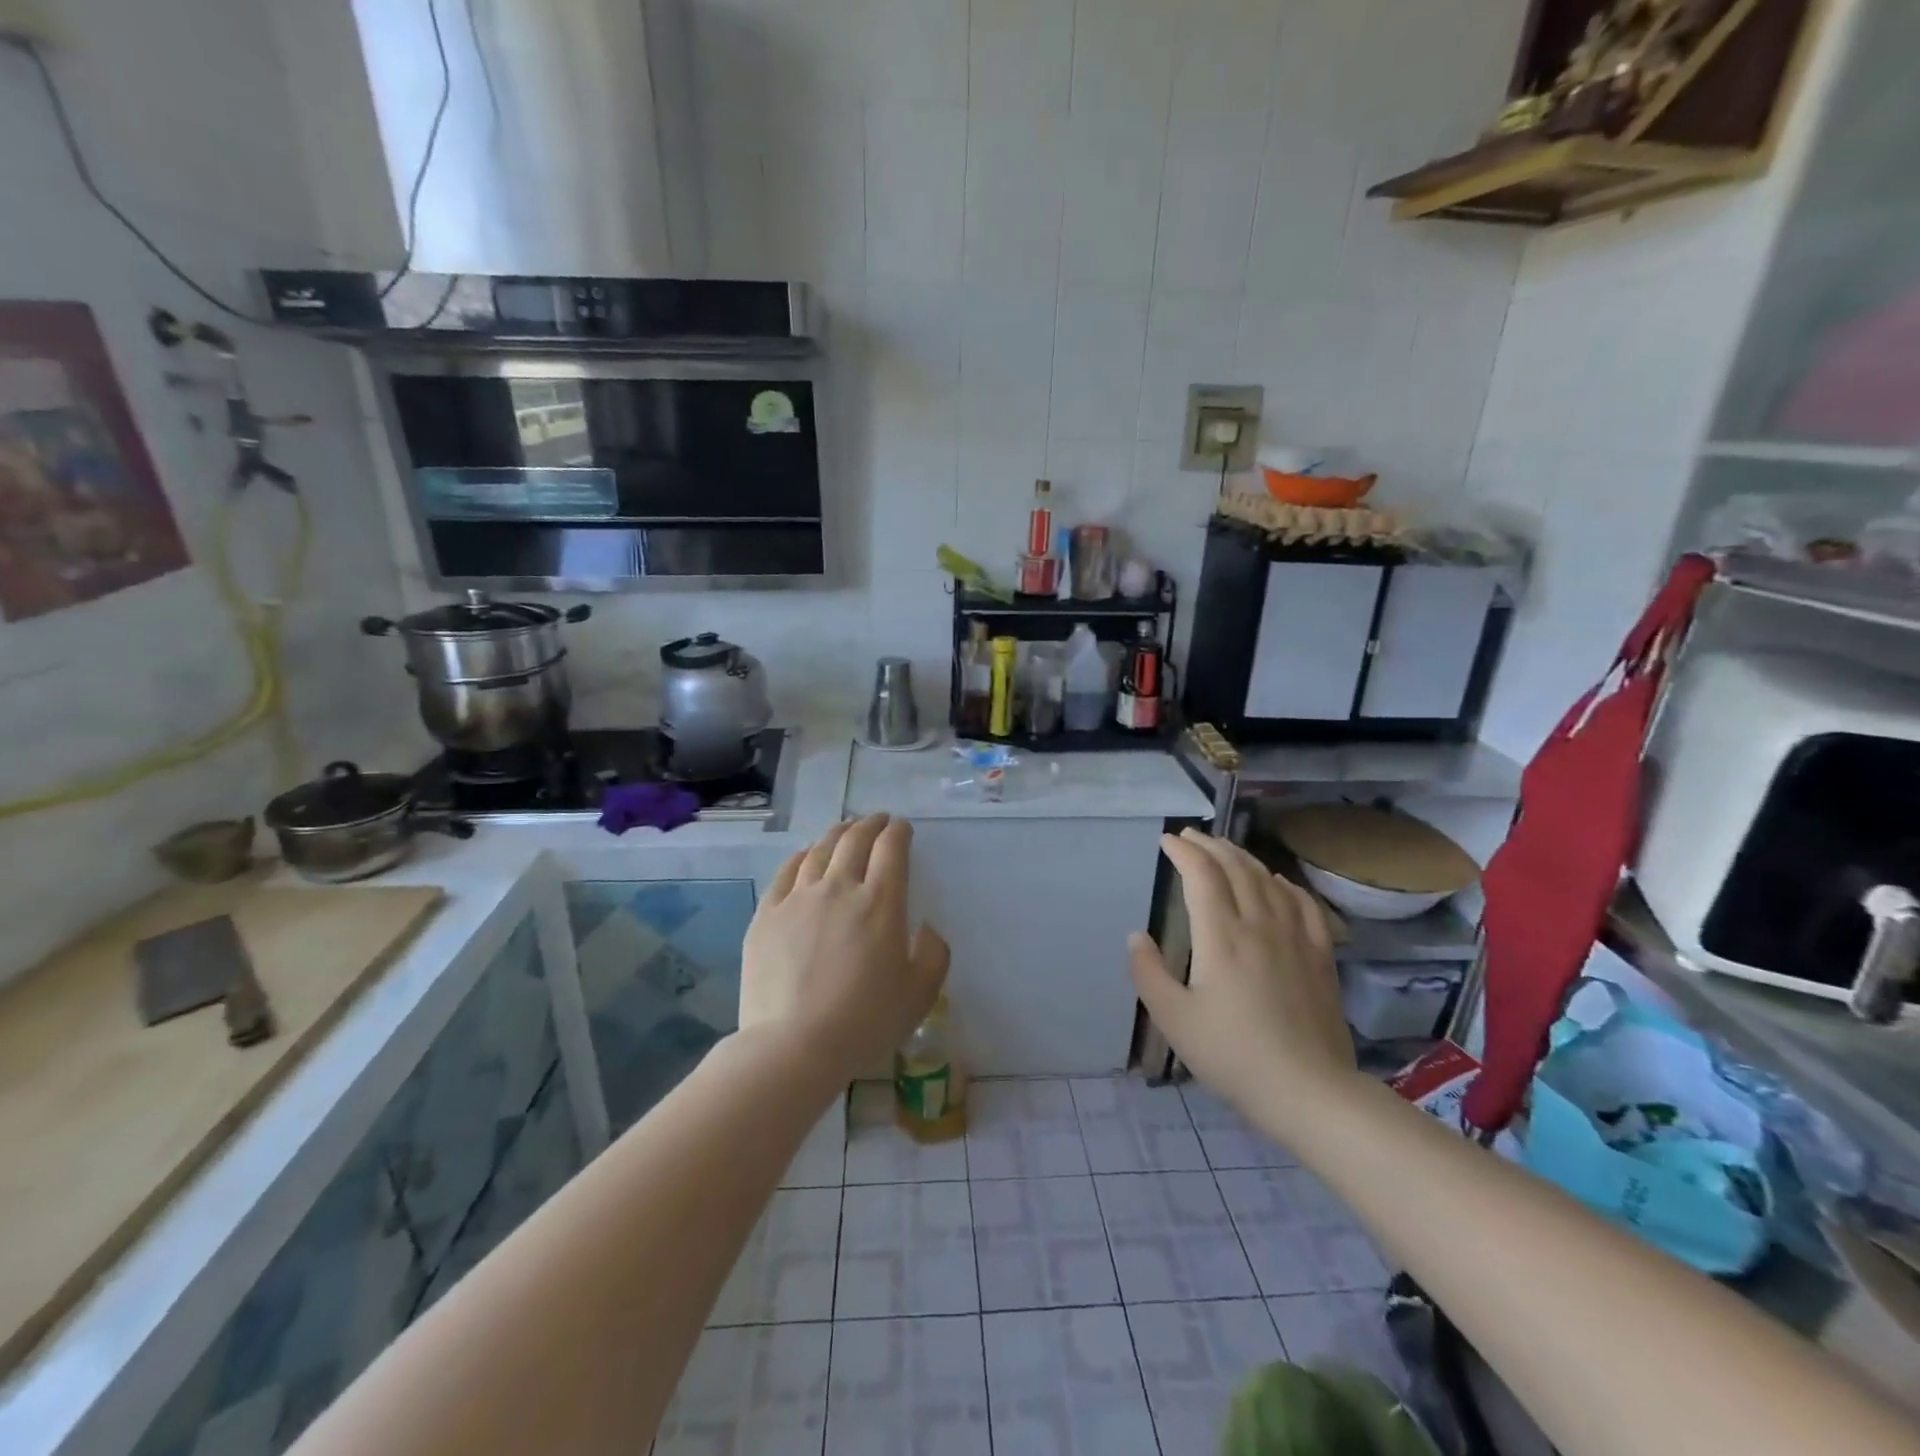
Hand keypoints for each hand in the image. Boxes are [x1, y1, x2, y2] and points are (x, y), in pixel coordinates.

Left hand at [740, 814, 948, 1072]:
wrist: (793, 1046)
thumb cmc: (864, 1022)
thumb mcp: (919, 994)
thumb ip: (933, 953)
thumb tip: (925, 927)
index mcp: (880, 902)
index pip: (891, 849)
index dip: (899, 832)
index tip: (902, 829)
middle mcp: (839, 888)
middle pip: (855, 840)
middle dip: (870, 824)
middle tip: (878, 820)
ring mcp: (799, 898)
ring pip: (820, 850)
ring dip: (837, 833)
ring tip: (845, 829)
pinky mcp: (767, 914)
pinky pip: (787, 871)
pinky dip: (802, 855)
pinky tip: (806, 855)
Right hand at [1130, 829, 1356, 1137]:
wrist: (1309, 1091)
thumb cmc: (1233, 1055)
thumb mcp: (1174, 1019)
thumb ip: (1148, 972)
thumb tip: (1136, 935)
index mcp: (1221, 936)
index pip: (1202, 875)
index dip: (1183, 851)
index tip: (1167, 840)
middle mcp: (1259, 924)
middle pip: (1235, 868)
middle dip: (1210, 846)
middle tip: (1191, 837)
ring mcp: (1295, 937)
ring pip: (1268, 880)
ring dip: (1242, 857)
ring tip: (1225, 850)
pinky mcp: (1320, 955)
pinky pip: (1303, 904)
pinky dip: (1285, 884)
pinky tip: (1277, 882)